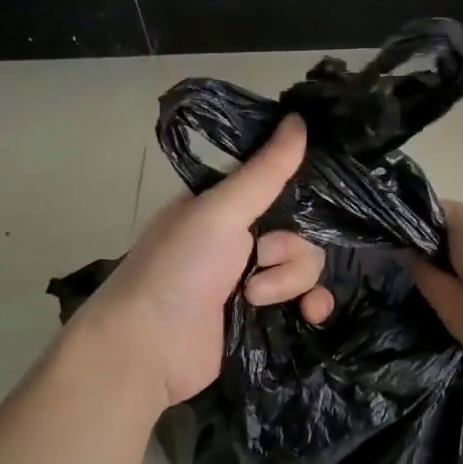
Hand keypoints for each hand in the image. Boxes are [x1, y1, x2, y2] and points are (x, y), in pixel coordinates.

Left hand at [75, 115, 332, 408]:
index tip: (312, 202)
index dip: (299, 195)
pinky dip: (311, 306)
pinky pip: (305, 302)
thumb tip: (298, 117)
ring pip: (305, 267)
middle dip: (290, 250)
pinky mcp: (261, 317)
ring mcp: (252, 280)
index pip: (280, 187)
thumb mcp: (220, 211)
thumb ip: (265, 170)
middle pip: (301, 231)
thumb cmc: (178, 267)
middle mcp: (241, 239)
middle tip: (259, 260)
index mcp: (226, 206)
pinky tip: (310, 314)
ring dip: (290, 281)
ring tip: (254, 298)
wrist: (150, 346)